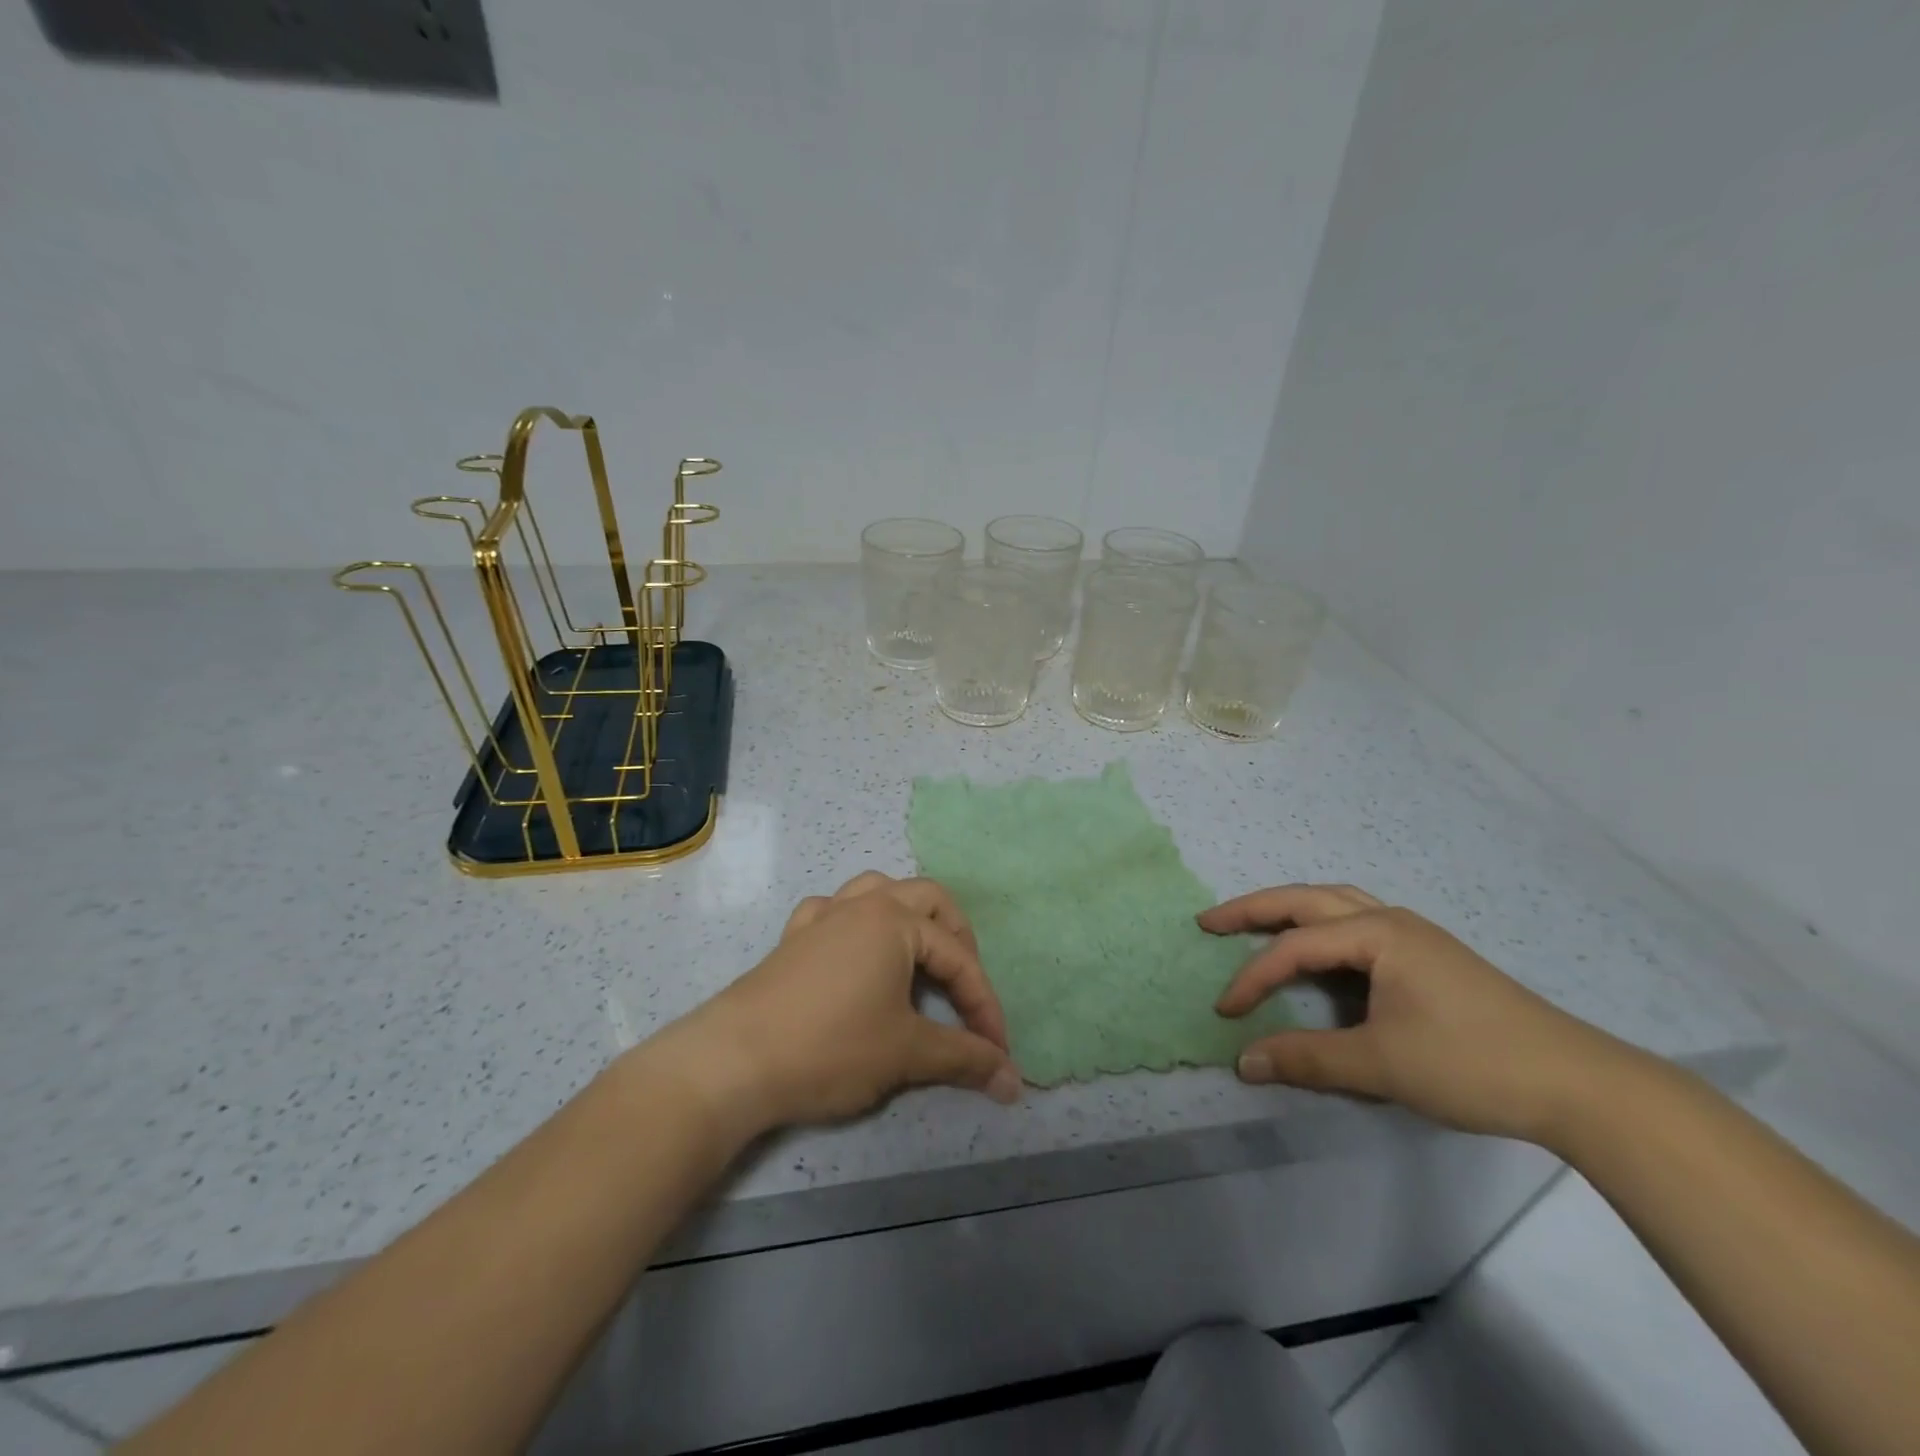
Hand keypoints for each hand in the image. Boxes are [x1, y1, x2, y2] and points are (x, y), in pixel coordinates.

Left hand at [665, 872, 1021, 1135]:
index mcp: (895, 921)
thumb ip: (963, 1058)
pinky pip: (834, 911)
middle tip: (965, 988)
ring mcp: (823, 916)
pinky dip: (855, 924)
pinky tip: (855, 953)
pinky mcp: (794, 937)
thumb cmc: (830, 1047)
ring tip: (919, 956)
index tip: (997, 1052)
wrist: (733, 1061)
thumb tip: (1012, 1080)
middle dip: (958, 940)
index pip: (959, 957)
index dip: (984, 1004)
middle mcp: (862, 905)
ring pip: (878, 891)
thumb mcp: (906, 1053)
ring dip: (909, 917)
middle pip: (928, 900)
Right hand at [1201, 884, 1640, 1144]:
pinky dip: (1322, 929)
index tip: (1225, 1013)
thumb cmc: (1472, 1064)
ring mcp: (1414, 936)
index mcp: (1377, 933)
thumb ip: (1307, 1058)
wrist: (1580, 1085)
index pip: (1295, 948)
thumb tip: (1243, 1062)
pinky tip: (1320, 951)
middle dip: (1254, 910)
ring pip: (1336, 905)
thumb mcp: (1382, 1064)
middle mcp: (1391, 920)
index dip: (1253, 978)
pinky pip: (1357, 926)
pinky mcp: (1429, 958)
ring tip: (1256, 924)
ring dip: (1290, 912)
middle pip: (1307, 900)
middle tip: (1210, 922)